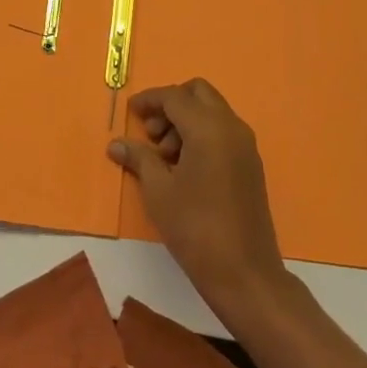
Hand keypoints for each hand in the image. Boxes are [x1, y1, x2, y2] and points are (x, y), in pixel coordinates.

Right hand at [108, 79, 286, 310]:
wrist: (245, 274)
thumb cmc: (196, 228)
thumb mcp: (158, 191)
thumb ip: (138, 158)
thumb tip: (116, 143)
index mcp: (209, 127)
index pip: (174, 96)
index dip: (149, 100)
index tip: (130, 112)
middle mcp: (231, 127)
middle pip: (198, 93)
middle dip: (171, 105)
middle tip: (151, 134)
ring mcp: (246, 145)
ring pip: (212, 112)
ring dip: (186, 121)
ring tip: (164, 158)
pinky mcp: (251, 164)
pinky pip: (223, 131)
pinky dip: (201, 135)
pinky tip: (184, 168)